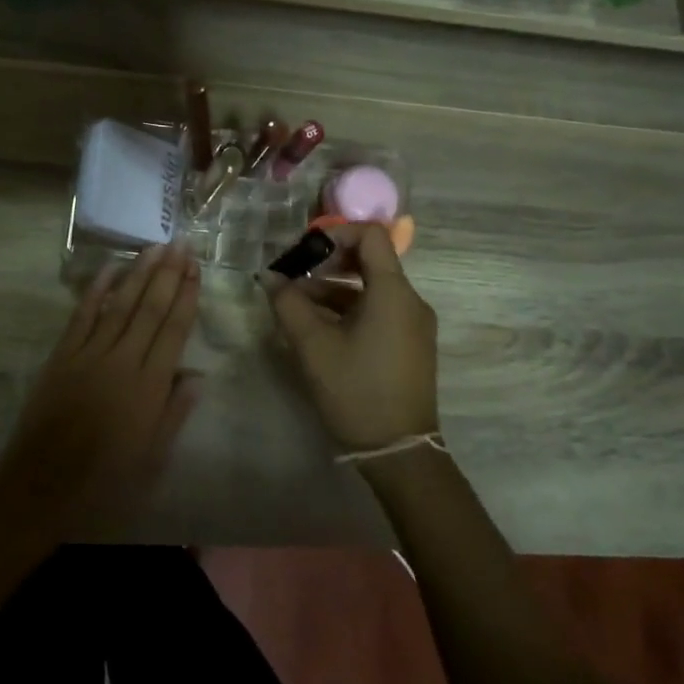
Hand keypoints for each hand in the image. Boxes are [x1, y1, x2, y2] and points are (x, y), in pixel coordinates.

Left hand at [0, 245, 202, 534]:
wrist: (41, 486)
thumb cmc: (104, 481)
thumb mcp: (152, 458)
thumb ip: (174, 413)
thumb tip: (196, 376)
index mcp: (149, 387)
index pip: (174, 330)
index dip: (186, 296)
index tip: (196, 269)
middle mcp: (122, 362)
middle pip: (150, 309)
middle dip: (168, 274)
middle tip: (181, 244)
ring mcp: (89, 355)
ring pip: (119, 305)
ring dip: (139, 273)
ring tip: (155, 246)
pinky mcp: (61, 356)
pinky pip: (81, 315)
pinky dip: (96, 290)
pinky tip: (110, 269)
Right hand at [264, 221, 436, 451]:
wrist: (399, 451)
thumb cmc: (356, 390)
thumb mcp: (313, 345)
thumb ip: (288, 303)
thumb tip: (270, 276)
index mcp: (393, 292)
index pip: (371, 234)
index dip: (335, 232)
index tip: (304, 251)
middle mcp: (411, 300)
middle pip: (370, 260)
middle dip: (328, 263)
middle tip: (294, 277)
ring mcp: (414, 324)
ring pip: (372, 288)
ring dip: (334, 289)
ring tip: (297, 307)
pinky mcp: (410, 344)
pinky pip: (380, 310)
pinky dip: (350, 308)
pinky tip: (320, 328)